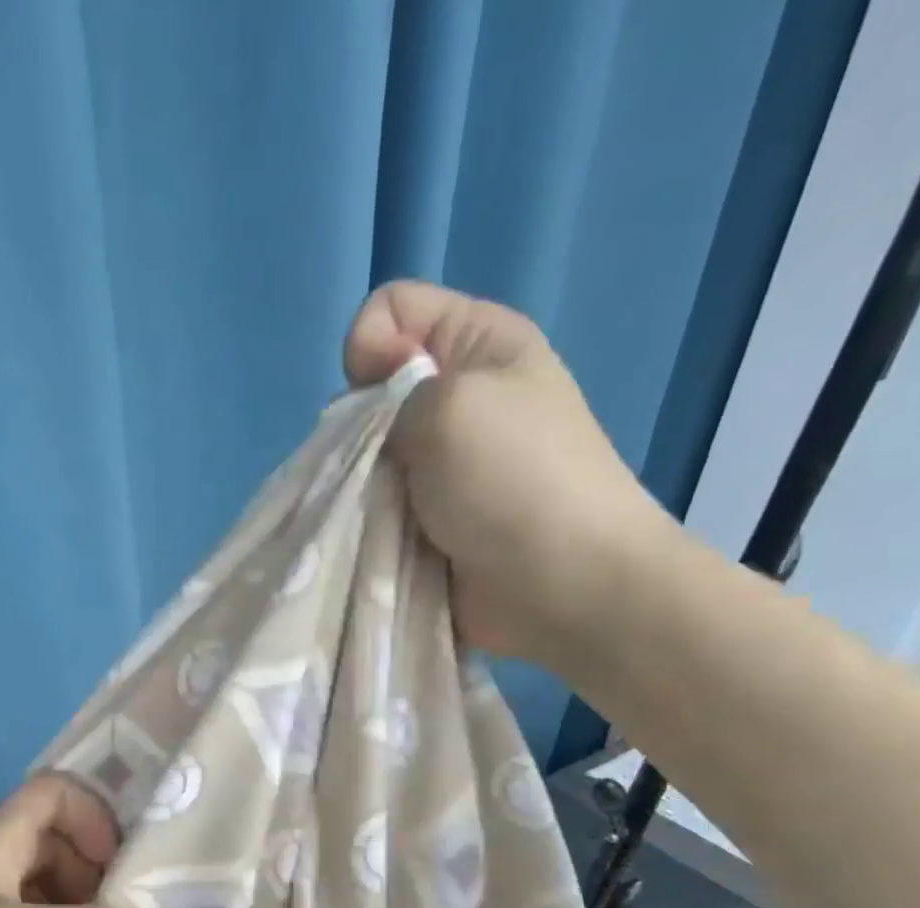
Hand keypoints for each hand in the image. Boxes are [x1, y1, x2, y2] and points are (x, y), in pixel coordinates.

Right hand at [344, 280, 678, 666]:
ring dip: (359, 484)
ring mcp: (441, 465)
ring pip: (365, 456)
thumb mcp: (450, 403)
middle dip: (357, 428)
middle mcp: (458, 398)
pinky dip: (366, 520)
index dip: (368, 346)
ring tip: (378, 512)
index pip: (390, 310)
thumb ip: (386, 390)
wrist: (562, 586)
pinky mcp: (427, 520)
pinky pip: (374, 506)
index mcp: (478, 345)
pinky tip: (376, 538)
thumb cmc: (514, 480)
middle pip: (370, 391)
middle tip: (380, 465)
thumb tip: (362, 416)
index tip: (378, 398)